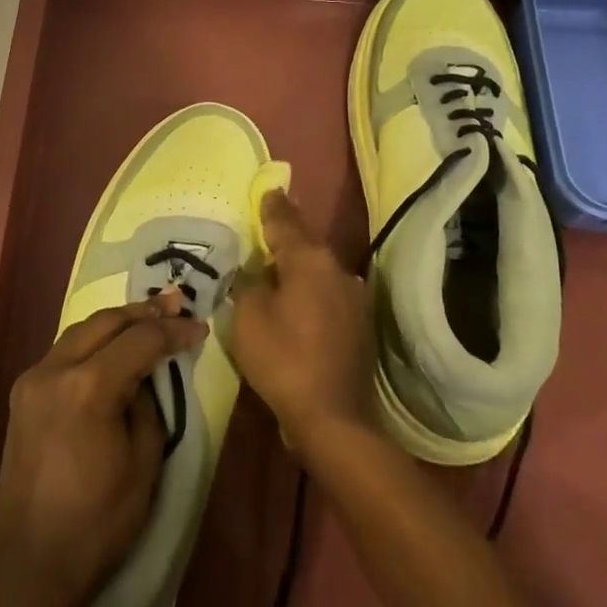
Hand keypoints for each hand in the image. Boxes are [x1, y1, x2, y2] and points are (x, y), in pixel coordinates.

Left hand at [0, 295, 202, 606]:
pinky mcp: (22, 395)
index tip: (199, 327)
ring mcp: (32, 380)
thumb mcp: (144, 462)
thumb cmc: (99, 522)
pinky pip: (64, 353)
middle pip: (105, 322)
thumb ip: (149, 404)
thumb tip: (147, 375)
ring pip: (81, 331)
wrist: (32, 564)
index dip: (173, 330)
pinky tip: (113, 349)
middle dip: (143, 312)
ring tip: (149, 320)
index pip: (139, 340)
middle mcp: (53, 370)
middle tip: (175, 305)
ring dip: (116, 323)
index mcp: (87, 387)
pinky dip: (93, 343)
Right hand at [229, 190, 377, 463]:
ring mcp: (353, 298)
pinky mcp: (357, 325)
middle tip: (267, 223)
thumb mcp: (249, 316)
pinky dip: (308, 290)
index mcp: (311, 261)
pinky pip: (326, 294)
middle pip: (307, 244)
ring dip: (299, 265)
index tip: (268, 190)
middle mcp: (338, 271)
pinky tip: (294, 300)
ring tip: (275, 264)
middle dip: (287, 233)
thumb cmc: (283, 358)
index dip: (273, 207)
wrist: (333, 416)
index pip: (287, 222)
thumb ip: (249, 284)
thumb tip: (255, 272)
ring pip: (319, 270)